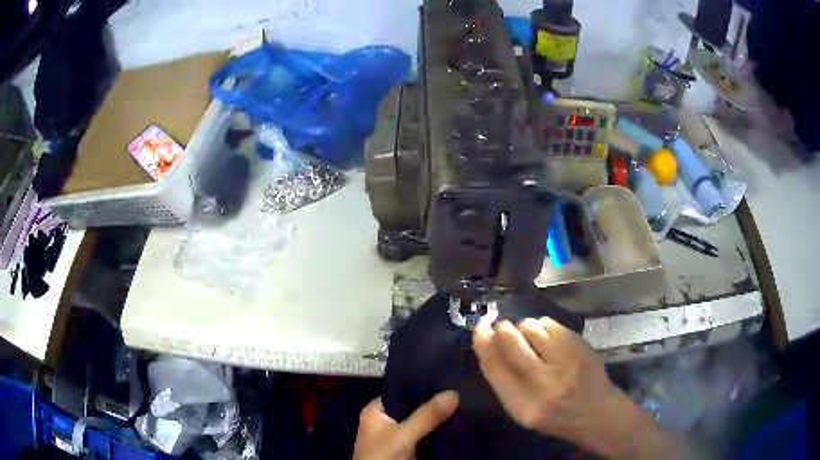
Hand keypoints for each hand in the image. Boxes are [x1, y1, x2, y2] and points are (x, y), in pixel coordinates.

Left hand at [353, 391, 458, 459]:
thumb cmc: (382, 455)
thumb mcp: (403, 434)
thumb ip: (426, 416)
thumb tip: (453, 392)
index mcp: (377, 410)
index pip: (402, 390)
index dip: (423, 385)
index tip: (448, 377)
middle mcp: (386, 419)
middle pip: (414, 406)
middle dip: (434, 402)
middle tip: (461, 390)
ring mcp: (398, 434)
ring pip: (422, 421)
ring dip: (438, 417)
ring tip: (464, 401)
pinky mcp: (408, 447)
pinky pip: (426, 434)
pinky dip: (438, 430)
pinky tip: (457, 421)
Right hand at [473, 318, 692, 458]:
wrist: (596, 413)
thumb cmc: (555, 416)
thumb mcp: (522, 411)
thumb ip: (505, 382)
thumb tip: (489, 344)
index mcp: (522, 406)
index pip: (494, 368)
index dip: (483, 343)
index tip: (479, 328)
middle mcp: (543, 384)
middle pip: (512, 343)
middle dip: (503, 329)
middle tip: (502, 326)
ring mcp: (565, 364)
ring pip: (532, 329)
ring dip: (525, 327)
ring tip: (531, 336)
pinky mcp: (580, 348)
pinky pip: (552, 324)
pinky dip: (544, 325)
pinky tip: (548, 336)